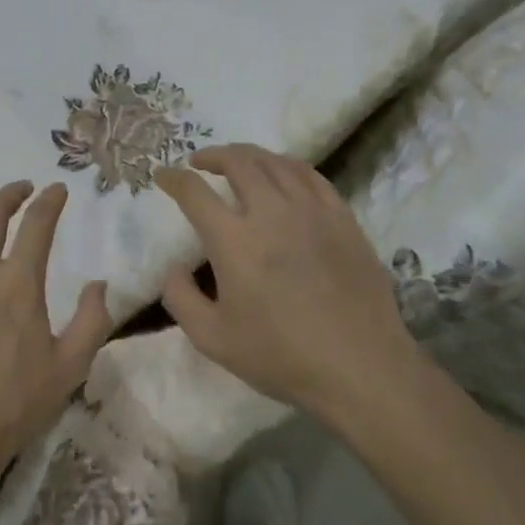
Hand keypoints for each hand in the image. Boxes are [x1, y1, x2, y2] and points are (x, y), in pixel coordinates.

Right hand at [154, 144, 416, 411]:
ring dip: (248, 155)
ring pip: (275, 162)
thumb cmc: (281, 356)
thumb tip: (174, 268)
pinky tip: (282, 174)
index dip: (173, 178)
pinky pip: (311, 176)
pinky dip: (287, 166)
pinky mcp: (342, 218)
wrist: (361, 369)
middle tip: (200, 162)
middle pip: (238, 162)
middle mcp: (271, 213)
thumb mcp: (212, 339)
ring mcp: (311, 211)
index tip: (163, 174)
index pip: (194, 192)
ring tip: (237, 162)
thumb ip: (180, 299)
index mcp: (234, 240)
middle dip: (212, 155)